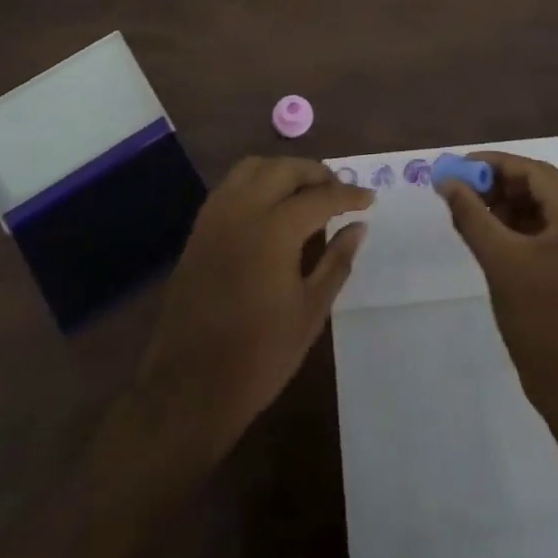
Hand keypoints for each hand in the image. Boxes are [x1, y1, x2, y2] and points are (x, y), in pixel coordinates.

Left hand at [135, 156, 369, 454]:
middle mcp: (241, 211)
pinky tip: (272, 207)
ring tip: (306, 193)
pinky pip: (231, 186)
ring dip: (283, 171)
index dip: (348, 195)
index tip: (370, 199)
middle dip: (316, 174)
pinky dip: (257, 182)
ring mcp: (215, 217)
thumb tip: (359, 227)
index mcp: (273, 231)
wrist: (188, 388)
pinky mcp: (198, 229)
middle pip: (284, 169)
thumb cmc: (258, 356)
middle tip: (339, 192)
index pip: (320, 197)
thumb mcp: (310, 311)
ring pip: (253, 168)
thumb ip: (337, 261)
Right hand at [440, 151, 557, 421]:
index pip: (535, 171)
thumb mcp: (499, 260)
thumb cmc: (539, 318)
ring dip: (510, 207)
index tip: (459, 166)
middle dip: (500, 185)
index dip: (494, 164)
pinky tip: (494, 236)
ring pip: (547, 210)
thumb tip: (447, 181)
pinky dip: (524, 229)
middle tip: (461, 189)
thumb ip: (471, 214)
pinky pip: (553, 233)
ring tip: (472, 212)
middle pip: (542, 188)